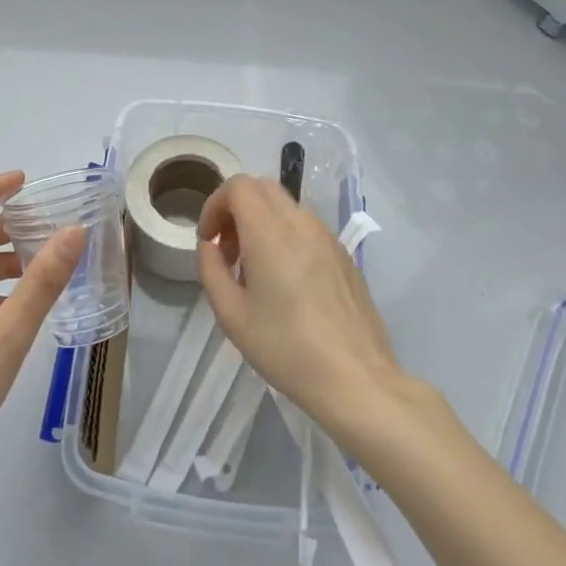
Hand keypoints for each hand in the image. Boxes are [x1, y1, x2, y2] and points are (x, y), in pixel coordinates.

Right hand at [196, 174, 403, 433]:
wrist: (356, 379)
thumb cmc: (286, 348)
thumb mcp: (231, 315)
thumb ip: (211, 269)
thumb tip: (211, 246)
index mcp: (270, 232)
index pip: (238, 186)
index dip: (215, 205)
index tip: (209, 240)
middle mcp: (301, 223)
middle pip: (263, 187)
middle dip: (236, 208)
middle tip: (228, 250)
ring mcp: (328, 237)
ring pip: (286, 206)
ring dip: (261, 222)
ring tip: (255, 269)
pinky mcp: (345, 256)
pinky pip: (307, 228)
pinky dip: (286, 236)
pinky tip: (286, 282)